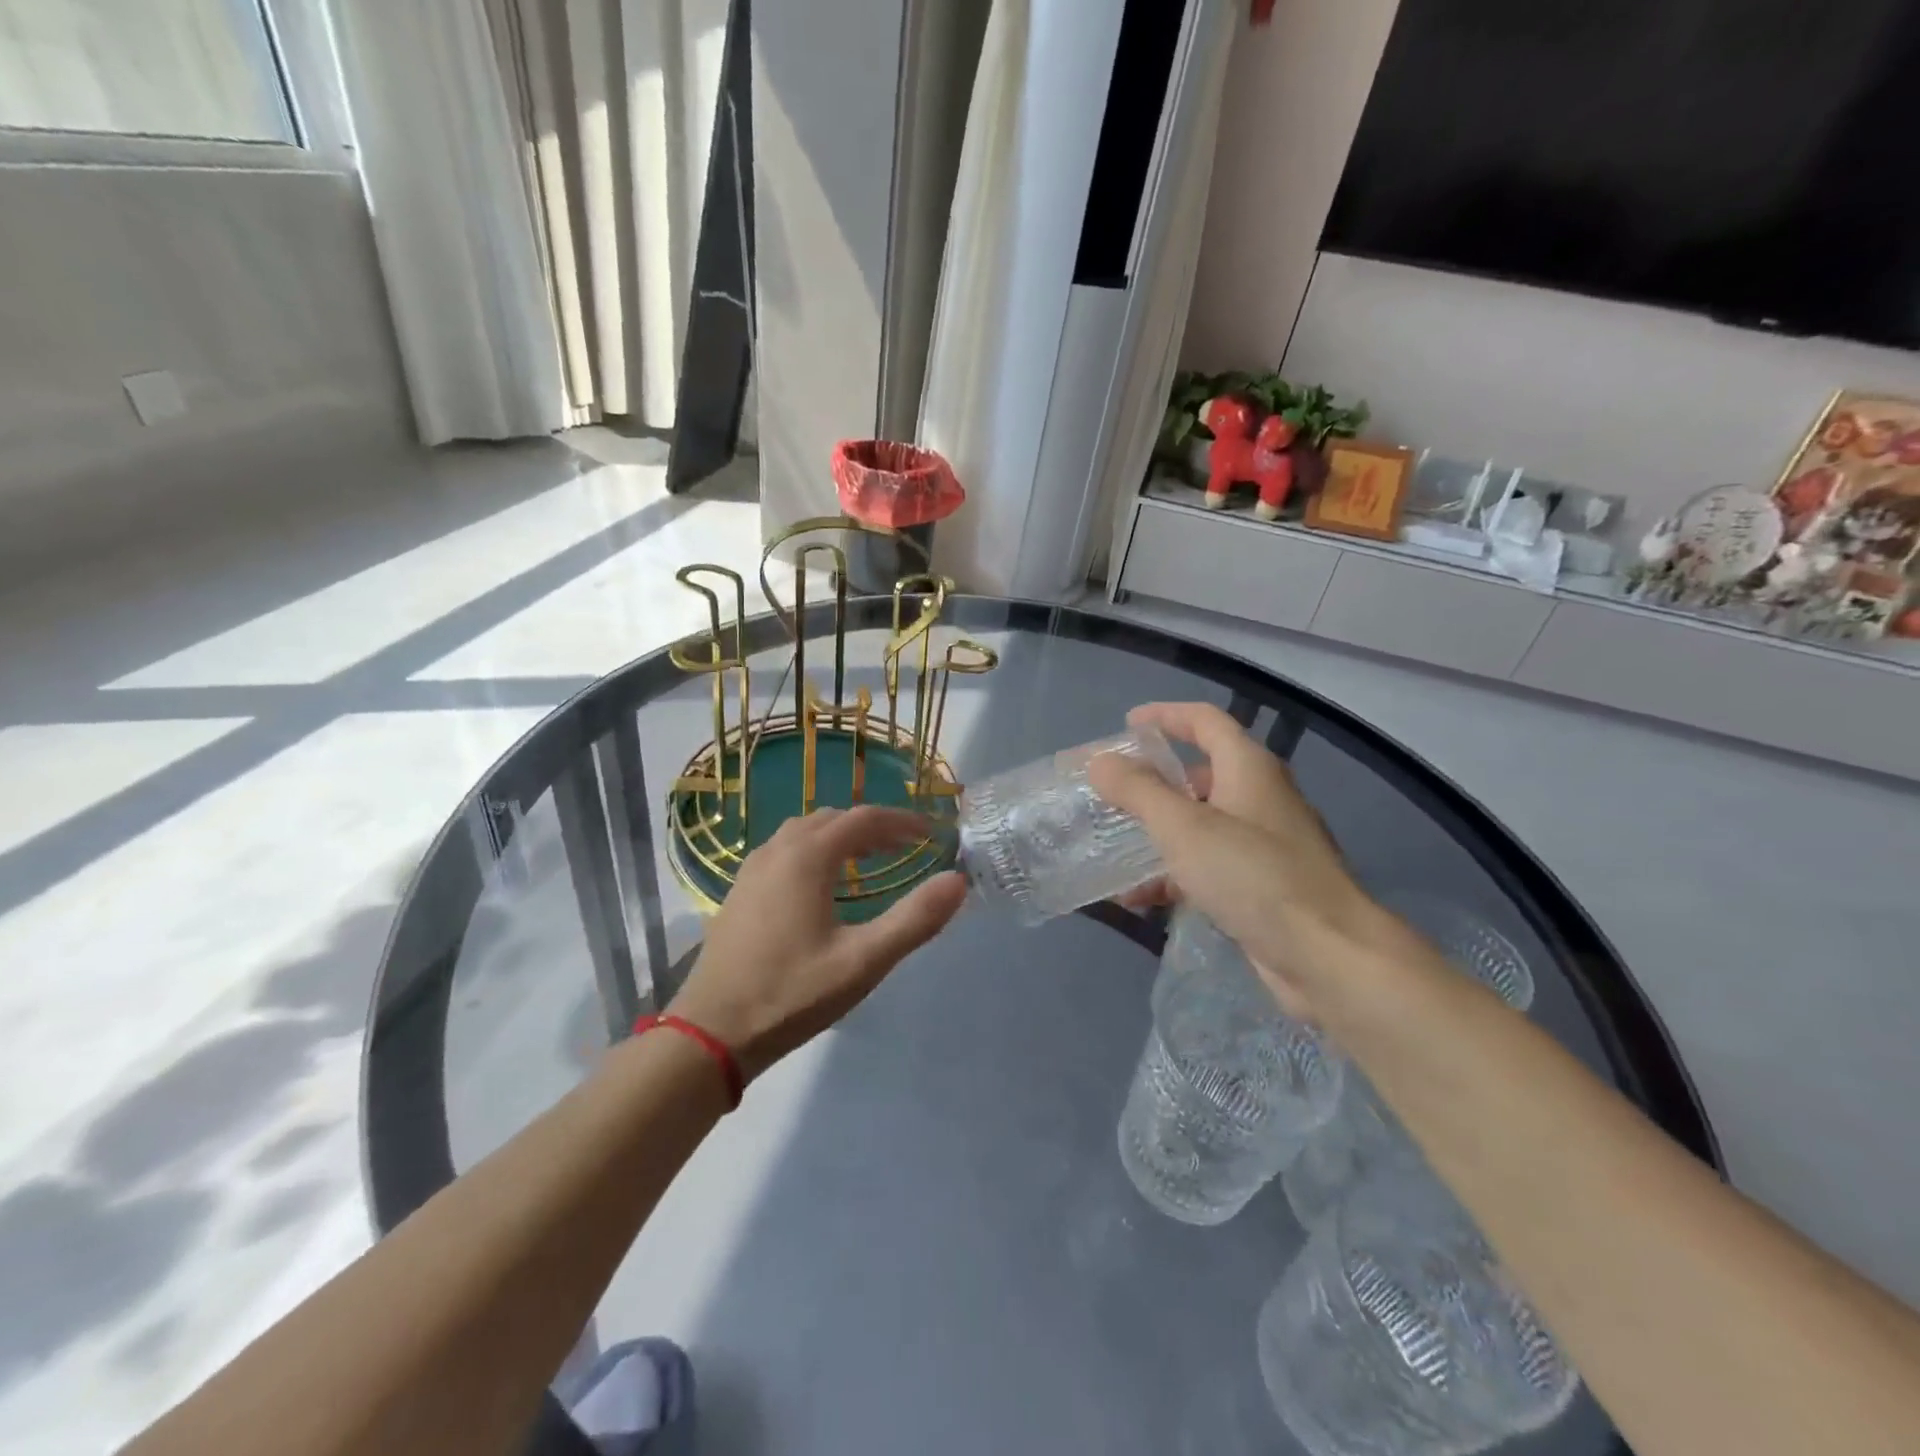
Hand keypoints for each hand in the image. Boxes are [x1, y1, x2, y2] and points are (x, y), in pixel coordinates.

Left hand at [668, 807, 967, 1079]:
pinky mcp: (739, 893)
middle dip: (872, 826)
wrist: (710, 1034)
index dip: (901, 821)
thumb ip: (914, 919)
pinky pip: (784, 851)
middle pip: (832, 819)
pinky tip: (822, 884)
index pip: (863, 819)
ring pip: (803, 832)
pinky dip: (814, 850)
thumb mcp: (863, 961)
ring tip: (869, 859)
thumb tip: (957, 881)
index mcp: (806, 857)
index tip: (931, 834)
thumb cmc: (791, 994)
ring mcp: (752, 870)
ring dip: (840, 836)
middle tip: (905, 847)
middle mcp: (776, 851)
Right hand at [1088, 702, 1383, 1015]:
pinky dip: (1175, 874)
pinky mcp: (1263, 886)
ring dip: (1159, 834)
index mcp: (1248, 769)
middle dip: (1154, 782)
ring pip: (1202, 825)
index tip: (1127, 725)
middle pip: (1201, 774)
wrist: (1327, 956)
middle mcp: (1260, 798)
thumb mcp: (1183, 827)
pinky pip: (1209, 867)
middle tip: (1113, 793)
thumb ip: (1138, 791)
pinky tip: (1139, 898)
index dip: (1165, 716)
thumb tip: (1100, 762)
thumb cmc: (1253, 875)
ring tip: (1114, 848)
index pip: (1204, 721)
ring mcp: (1265, 844)